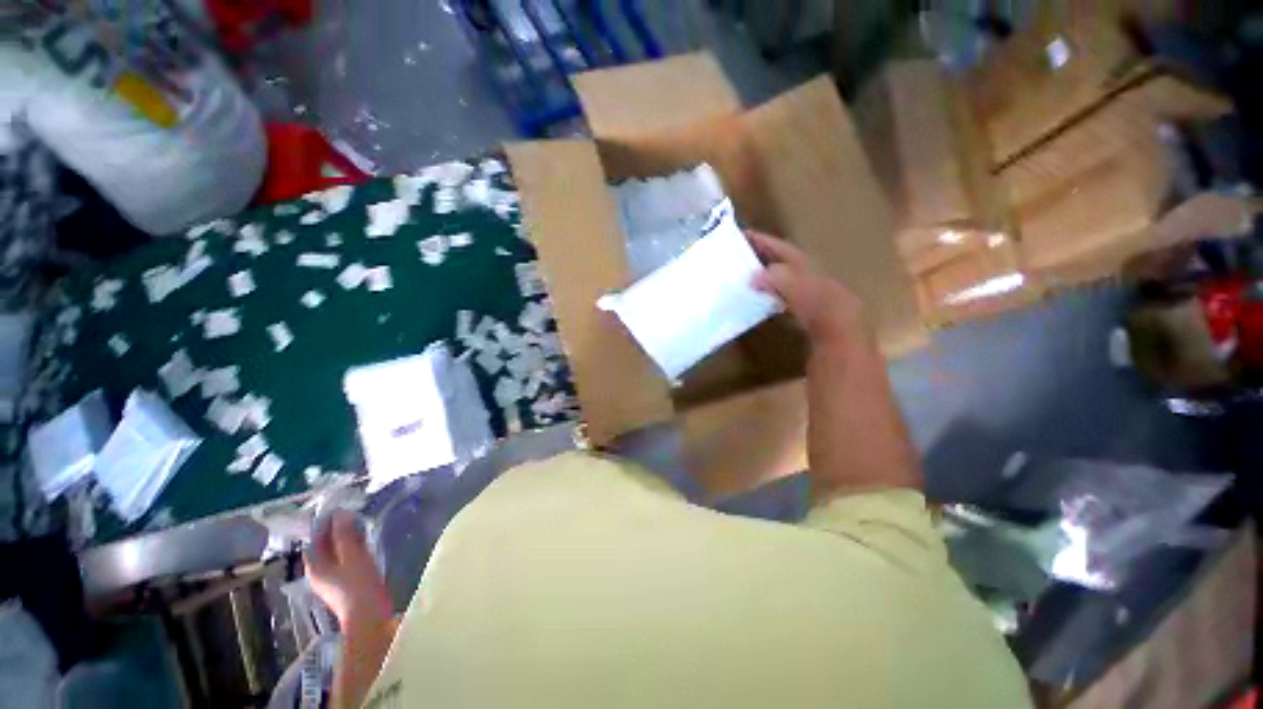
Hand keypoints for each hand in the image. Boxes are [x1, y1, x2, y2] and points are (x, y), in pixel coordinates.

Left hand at [306, 512, 392, 625]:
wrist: (369, 616)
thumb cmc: (358, 584)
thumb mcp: (353, 555)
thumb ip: (345, 535)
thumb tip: (339, 514)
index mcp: (315, 566)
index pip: (314, 540)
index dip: (324, 525)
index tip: (340, 510)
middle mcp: (318, 573)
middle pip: (324, 548)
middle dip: (336, 532)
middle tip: (353, 516)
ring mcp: (331, 581)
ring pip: (335, 555)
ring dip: (344, 541)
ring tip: (360, 527)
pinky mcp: (344, 585)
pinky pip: (344, 562)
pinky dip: (351, 551)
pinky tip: (364, 546)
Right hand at [747, 231, 864, 349]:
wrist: (840, 332)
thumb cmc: (819, 305)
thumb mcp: (795, 286)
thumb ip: (775, 277)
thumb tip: (753, 276)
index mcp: (803, 265)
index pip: (780, 248)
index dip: (763, 241)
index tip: (743, 235)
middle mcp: (806, 276)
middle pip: (781, 262)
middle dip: (762, 257)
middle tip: (740, 257)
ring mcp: (806, 294)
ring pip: (781, 280)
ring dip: (764, 277)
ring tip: (745, 277)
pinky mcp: (804, 311)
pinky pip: (782, 297)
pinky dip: (770, 295)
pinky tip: (760, 300)